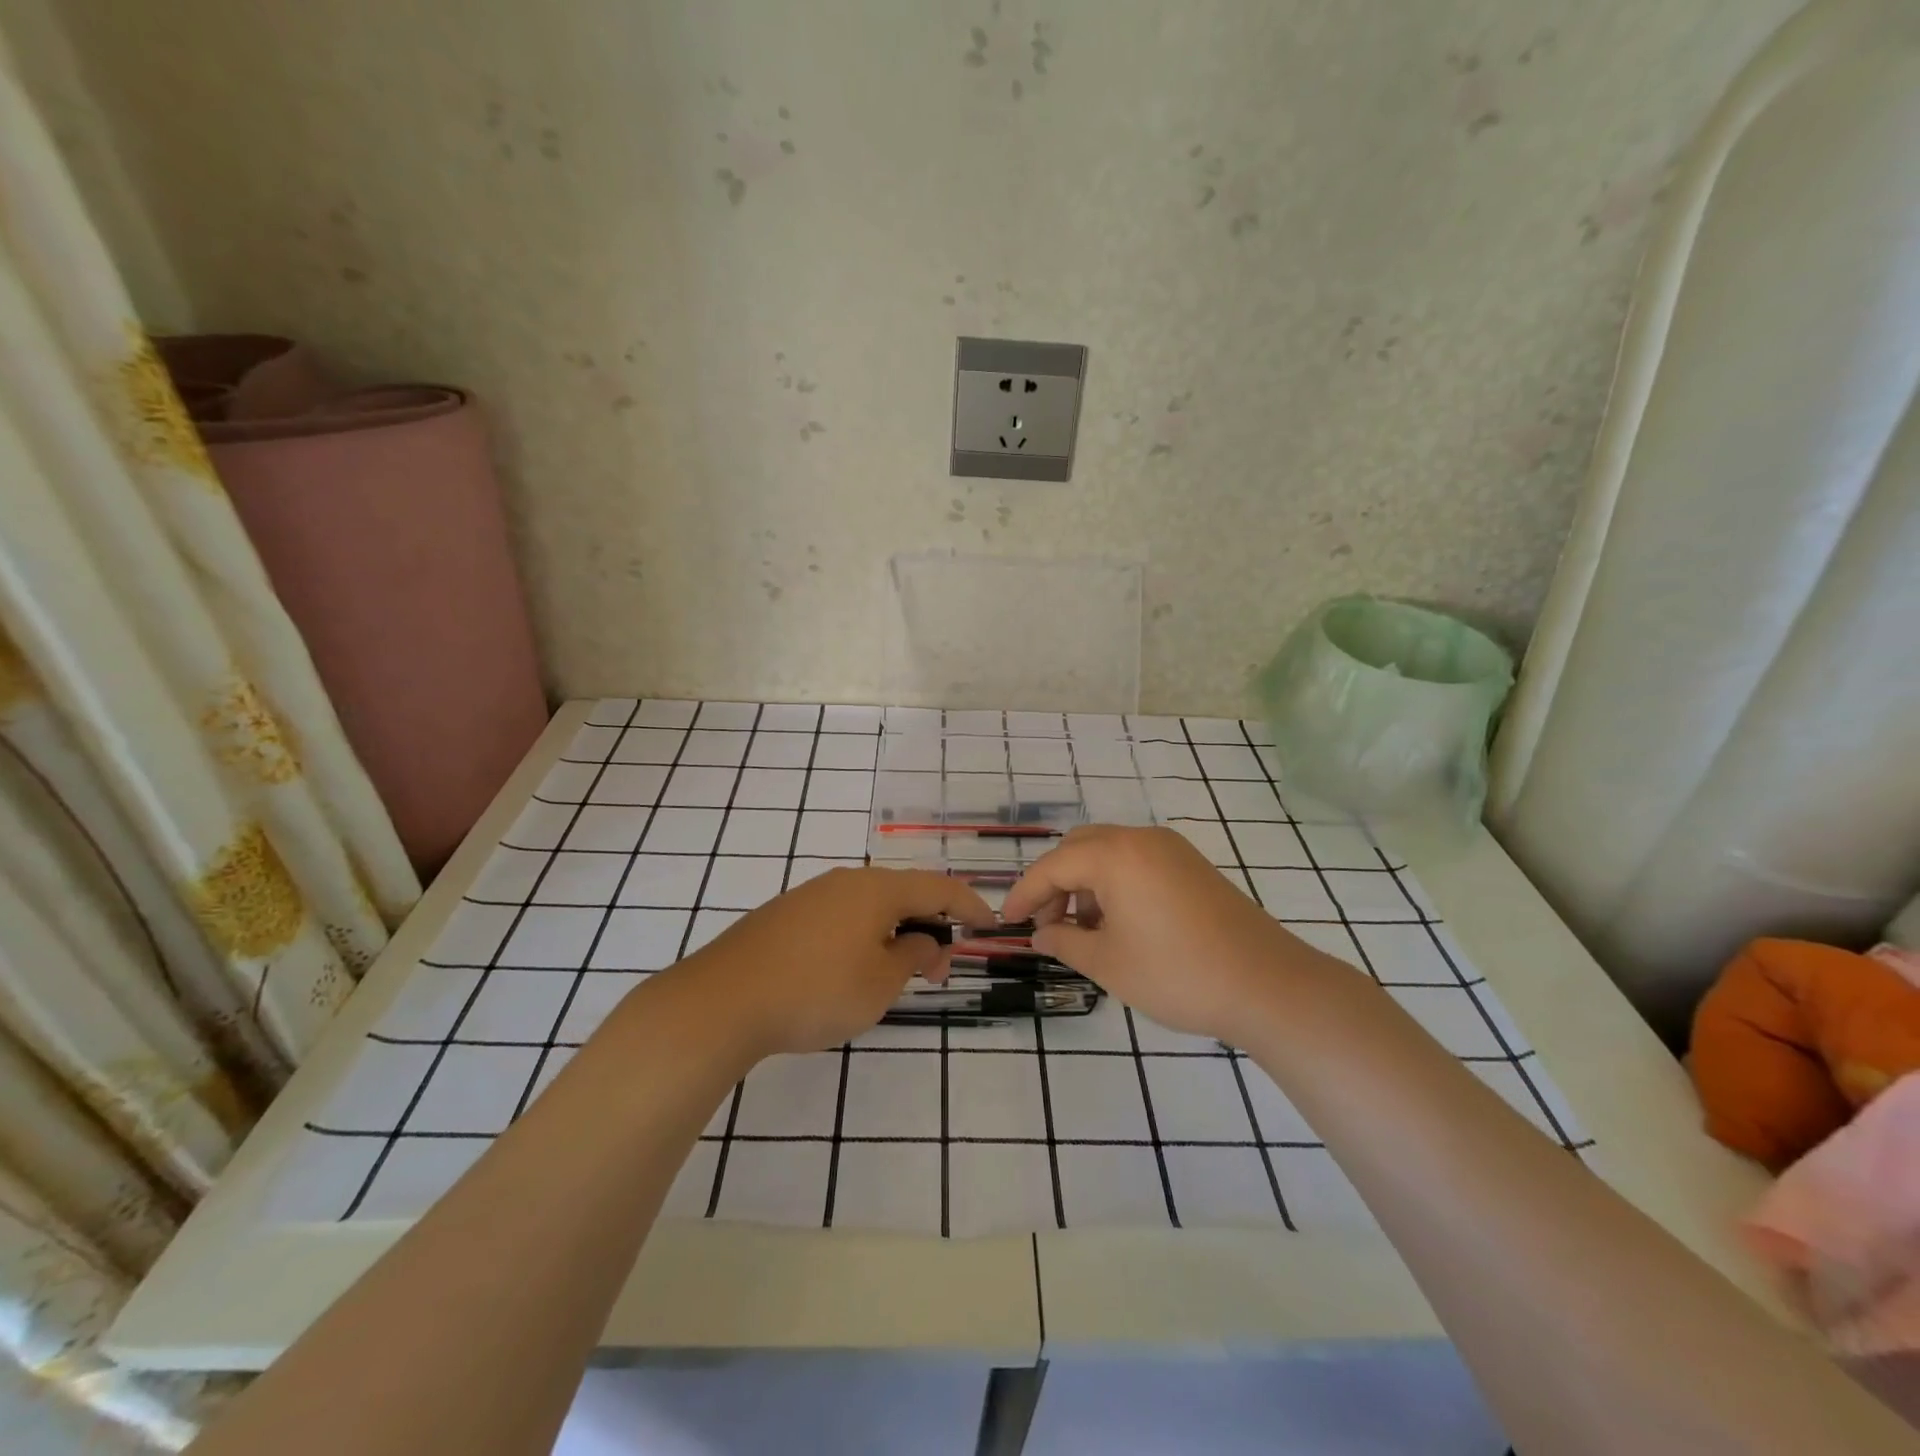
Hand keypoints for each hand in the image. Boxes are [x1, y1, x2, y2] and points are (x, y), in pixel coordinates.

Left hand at [675, 867, 995, 1058]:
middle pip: (903, 894)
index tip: (989, 925)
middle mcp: (846, 881)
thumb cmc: (815, 991)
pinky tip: (851, 970)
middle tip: (937, 971)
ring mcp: (810, 895)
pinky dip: (862, 937)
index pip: (938, 888)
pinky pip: (840, 918)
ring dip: (894, 934)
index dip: (968, 905)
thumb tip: (922, 939)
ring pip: (869, 907)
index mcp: (876, 889)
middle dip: (929, 927)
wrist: (722, 1000)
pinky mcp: (784, 916)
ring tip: (896, 975)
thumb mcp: (879, 983)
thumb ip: (911, 955)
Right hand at [1001, 825, 1337, 1043]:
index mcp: (1115, 855)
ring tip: (1084, 932)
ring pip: (1108, 853)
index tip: (1006, 922)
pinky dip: (1115, 884)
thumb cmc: (1177, 974)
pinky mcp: (1192, 866)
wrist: (1268, 986)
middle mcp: (1141, 839)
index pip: (1053, 866)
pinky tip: (1119, 924)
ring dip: (1085, 884)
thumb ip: (1065, 943)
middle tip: (1048, 927)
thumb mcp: (1108, 964)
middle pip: (1079, 848)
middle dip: (1055, 885)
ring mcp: (1171, 849)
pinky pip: (1137, 862)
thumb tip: (1041, 935)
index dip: (1024, 894)